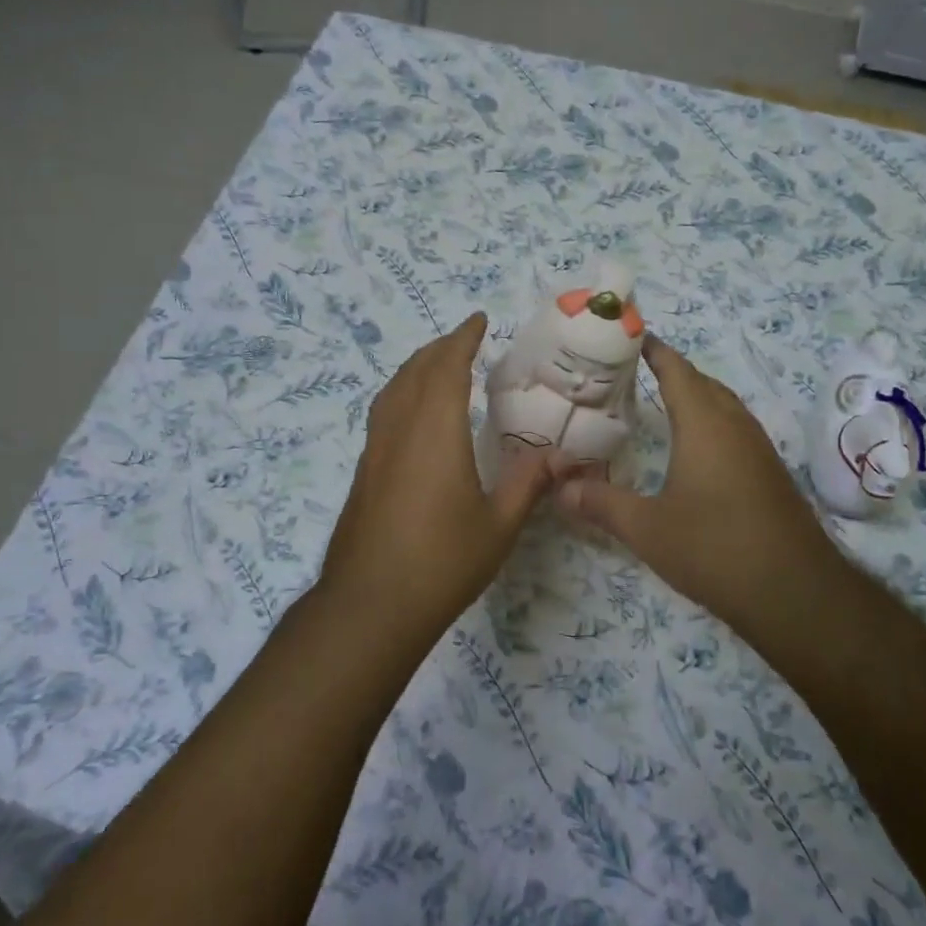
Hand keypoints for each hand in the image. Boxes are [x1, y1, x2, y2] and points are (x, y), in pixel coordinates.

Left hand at [319, 313, 552, 626]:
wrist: (369, 605)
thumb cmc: (441, 563)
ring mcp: (375, 450)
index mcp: (435, 432)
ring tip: (438, 366)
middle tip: (464, 340)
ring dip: (416, 368)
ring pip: (393, 390)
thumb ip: (528, 484)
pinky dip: (402, 394)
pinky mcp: (364, 471)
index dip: (462, 339)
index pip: (446, 367)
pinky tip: (413, 416)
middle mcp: (400, 429)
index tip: (477, 320)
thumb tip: (561, 457)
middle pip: (415, 371)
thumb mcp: (498, 526)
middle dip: (439, 348)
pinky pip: (383, 413)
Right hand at [557, 336, 838, 625]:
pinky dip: (709, 421)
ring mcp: (758, 448)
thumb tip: (560, 487)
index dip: (654, 350)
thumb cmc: (715, 548)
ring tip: (658, 402)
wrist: (796, 593)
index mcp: (704, 424)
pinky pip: (734, 429)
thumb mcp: (647, 528)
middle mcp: (735, 425)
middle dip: (671, 371)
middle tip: (632, 372)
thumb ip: (601, 503)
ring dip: (694, 396)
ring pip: (722, 405)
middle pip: (702, 382)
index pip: (677, 370)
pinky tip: (693, 448)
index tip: (629, 336)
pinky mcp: (770, 473)